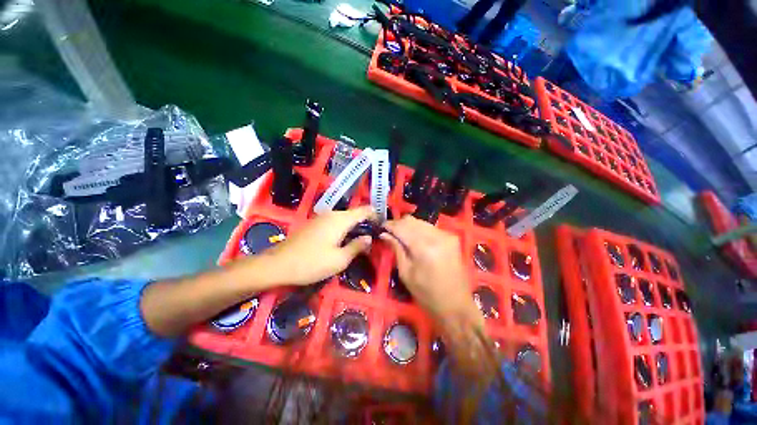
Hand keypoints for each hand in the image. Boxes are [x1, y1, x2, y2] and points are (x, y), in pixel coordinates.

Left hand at [259, 207, 375, 285]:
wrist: (278, 264)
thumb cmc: (311, 263)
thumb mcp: (339, 260)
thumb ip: (357, 246)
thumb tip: (369, 238)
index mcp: (341, 220)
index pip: (364, 210)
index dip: (375, 215)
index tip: (383, 224)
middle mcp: (332, 214)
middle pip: (354, 214)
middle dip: (365, 222)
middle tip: (374, 236)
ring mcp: (321, 218)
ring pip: (344, 218)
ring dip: (354, 226)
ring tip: (361, 239)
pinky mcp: (314, 224)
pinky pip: (335, 222)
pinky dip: (343, 228)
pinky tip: (344, 240)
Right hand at [380, 216, 480, 325]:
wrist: (456, 305)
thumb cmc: (427, 294)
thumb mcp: (406, 273)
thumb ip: (396, 249)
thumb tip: (384, 234)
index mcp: (424, 247)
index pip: (402, 227)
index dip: (390, 225)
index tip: (381, 226)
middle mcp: (437, 236)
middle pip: (412, 221)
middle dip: (398, 224)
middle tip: (389, 232)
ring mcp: (446, 235)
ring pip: (421, 222)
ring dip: (409, 226)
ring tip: (401, 236)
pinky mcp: (452, 238)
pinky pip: (430, 227)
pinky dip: (419, 230)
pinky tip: (415, 239)